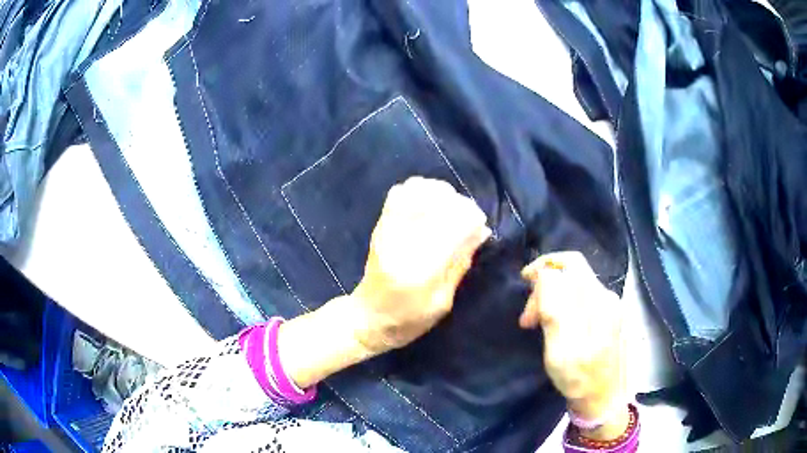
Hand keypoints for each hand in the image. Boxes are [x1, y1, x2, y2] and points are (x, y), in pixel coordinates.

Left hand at [351, 176, 491, 353]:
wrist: (367, 318)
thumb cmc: (408, 320)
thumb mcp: (443, 302)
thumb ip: (461, 264)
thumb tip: (481, 231)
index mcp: (420, 269)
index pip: (453, 225)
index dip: (473, 218)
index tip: (480, 225)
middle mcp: (402, 242)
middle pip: (438, 202)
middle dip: (460, 205)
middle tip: (467, 218)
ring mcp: (387, 229)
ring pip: (418, 190)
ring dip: (441, 194)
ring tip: (449, 209)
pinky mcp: (380, 225)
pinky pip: (400, 192)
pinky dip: (420, 190)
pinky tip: (429, 205)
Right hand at [520, 251, 629, 438]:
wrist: (604, 398)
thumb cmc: (580, 379)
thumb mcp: (560, 351)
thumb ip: (555, 311)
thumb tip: (545, 274)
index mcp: (596, 302)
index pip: (567, 265)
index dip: (541, 269)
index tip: (523, 288)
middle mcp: (606, 296)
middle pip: (572, 271)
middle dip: (545, 284)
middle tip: (527, 318)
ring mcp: (609, 305)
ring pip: (575, 283)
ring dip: (552, 296)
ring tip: (536, 323)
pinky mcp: (608, 315)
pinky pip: (581, 296)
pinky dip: (563, 304)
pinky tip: (554, 325)